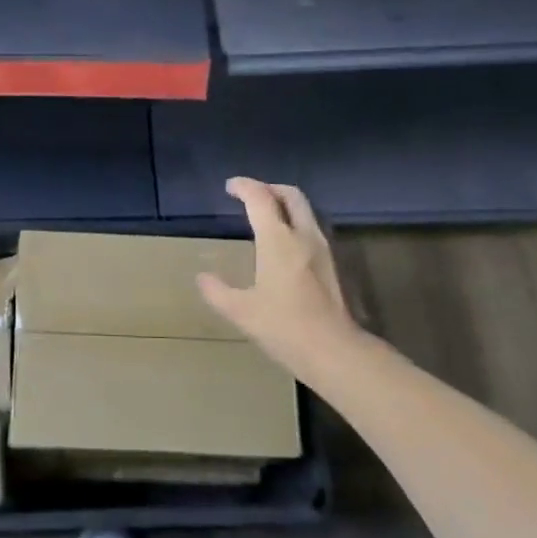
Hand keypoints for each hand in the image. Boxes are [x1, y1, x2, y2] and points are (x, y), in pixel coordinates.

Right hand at [198, 177, 358, 376]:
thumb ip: (217, 291)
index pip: (260, 198)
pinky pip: (312, 228)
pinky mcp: (333, 264)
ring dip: (285, 204)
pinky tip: (285, 243)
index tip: (230, 187)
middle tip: (250, 194)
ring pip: (306, 210)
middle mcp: (303, 235)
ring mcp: (323, 248)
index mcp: (278, 240)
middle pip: (290, 195)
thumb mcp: (241, 312)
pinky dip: (296, 222)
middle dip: (269, 188)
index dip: (244, 187)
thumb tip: (202, 277)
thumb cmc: (284, 327)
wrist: (334, 350)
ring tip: (267, 215)